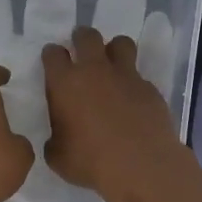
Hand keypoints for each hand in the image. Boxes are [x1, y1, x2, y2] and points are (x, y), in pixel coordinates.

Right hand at [42, 26, 192, 201]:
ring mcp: (125, 76)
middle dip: (81, 38)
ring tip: (111, 65)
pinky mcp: (149, 88)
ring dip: (114, 50)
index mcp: (65, 83)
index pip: (53, 53)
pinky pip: (139, 75)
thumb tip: (59, 136)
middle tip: (81, 50)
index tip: (53, 62)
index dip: (52, 55)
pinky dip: (133, 83)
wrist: (140, 166)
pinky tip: (132, 101)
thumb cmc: (90, 161)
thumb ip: (55, 138)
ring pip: (120, 43)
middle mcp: (94, 70)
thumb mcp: (57, 155)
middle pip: (87, 36)